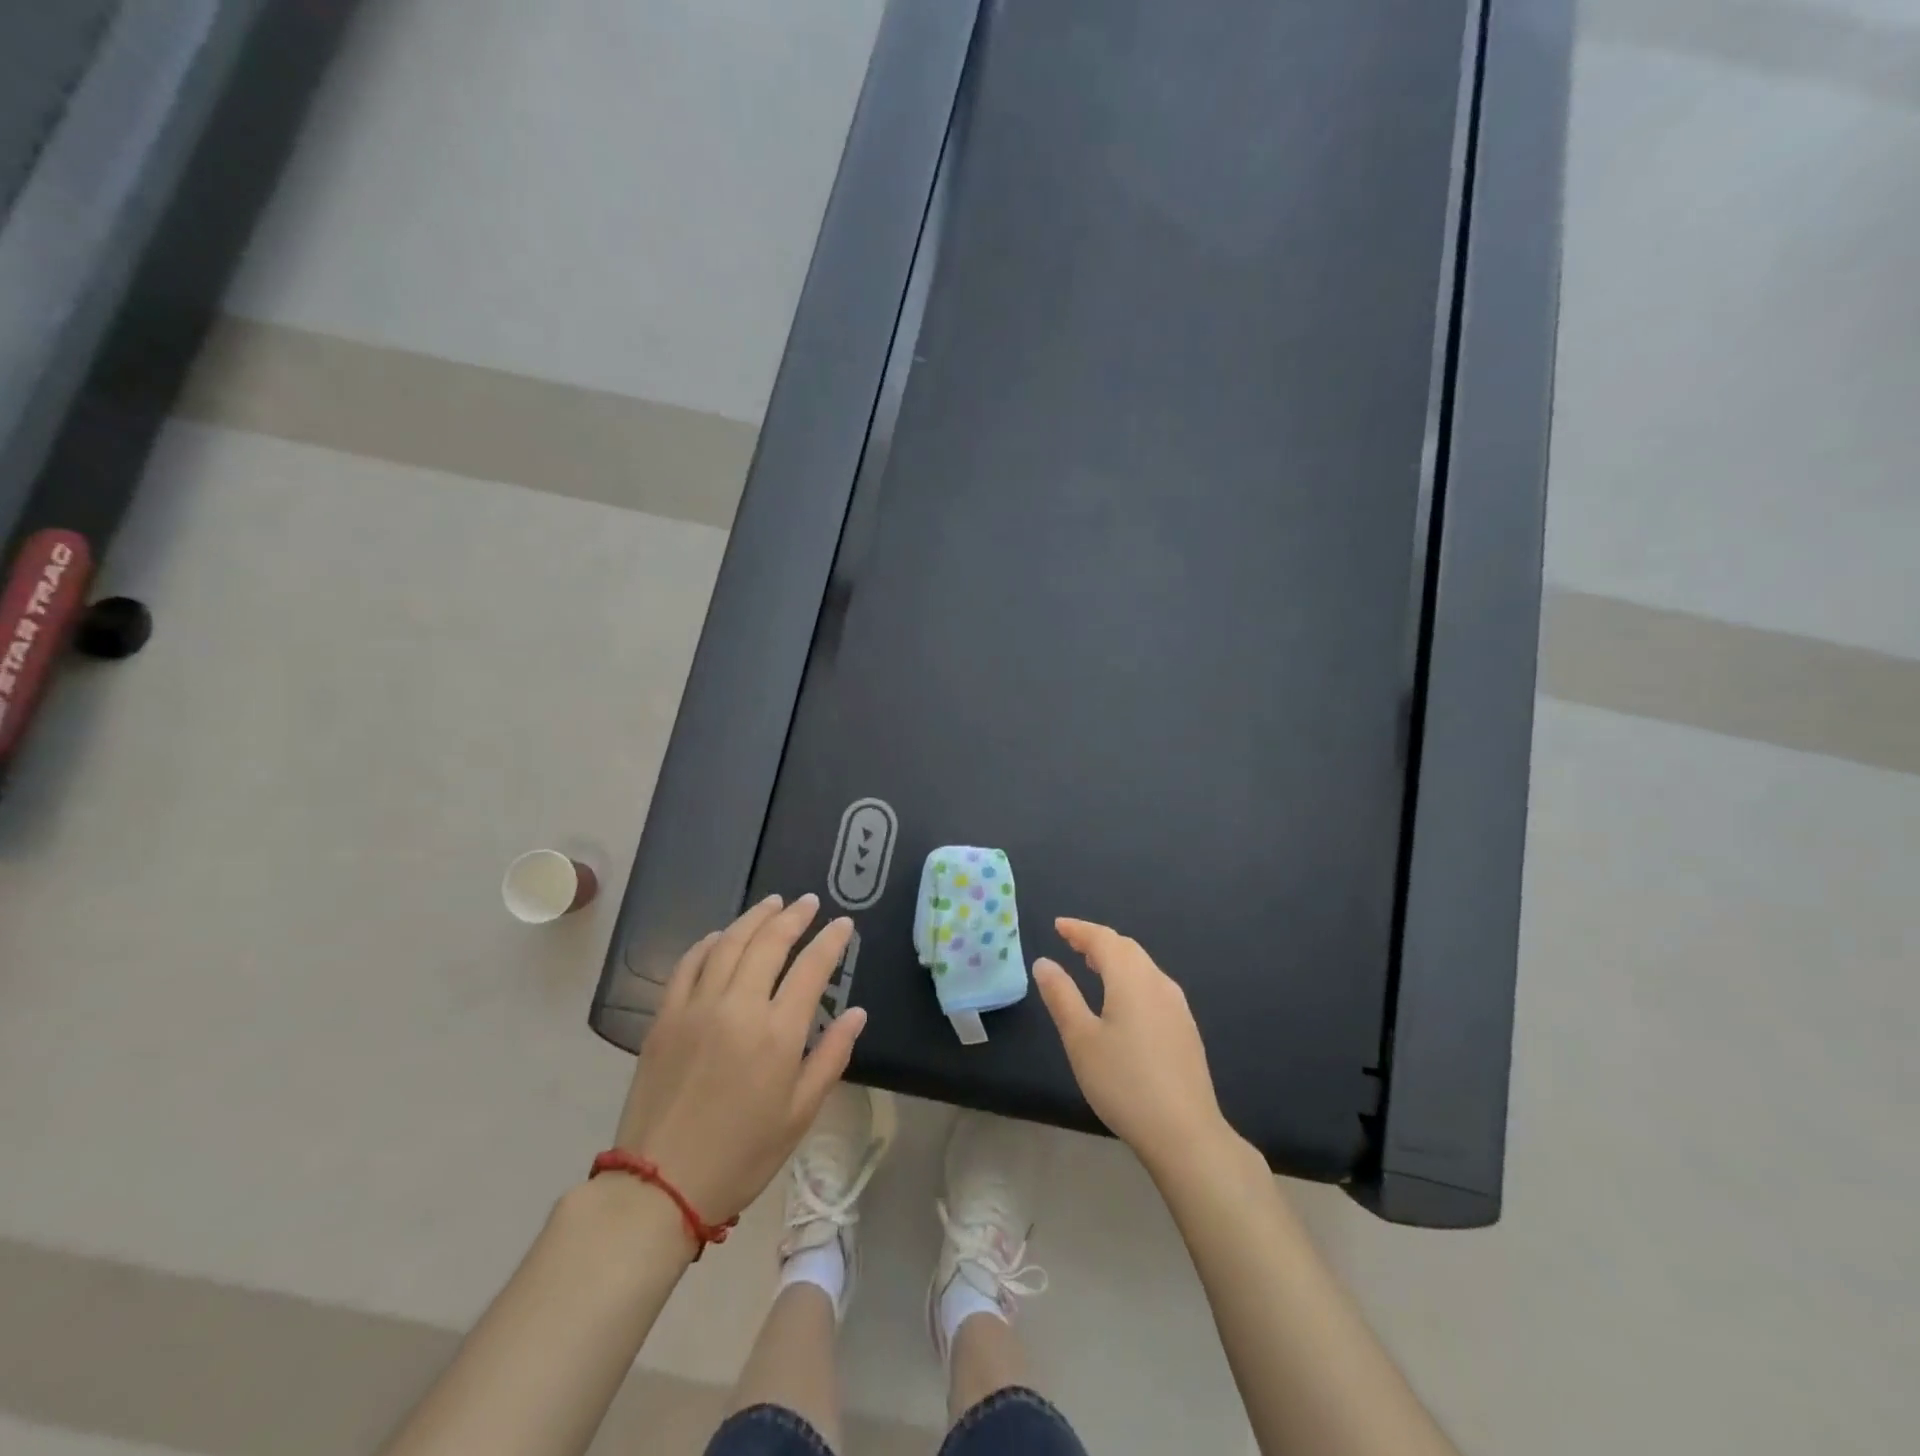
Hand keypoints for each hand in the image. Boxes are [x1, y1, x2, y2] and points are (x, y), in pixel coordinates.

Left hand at [614, 895, 865, 1226]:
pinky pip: (688, 964)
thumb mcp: (800, 1113)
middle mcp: (738, 1007)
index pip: (811, 968)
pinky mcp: (665, 1017)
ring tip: (772, 903)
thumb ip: (832, 1056)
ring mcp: (696, 1007)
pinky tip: (720, 935)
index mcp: (777, 1034)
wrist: (660, 1185)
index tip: (843, 923)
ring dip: (753, 918)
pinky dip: (707, 942)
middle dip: (793, 916)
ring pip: (728, 943)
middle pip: (769, 943)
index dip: (830, 941)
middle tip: (809, 902)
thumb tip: (856, 1013)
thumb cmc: (742, 1155)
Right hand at [1035, 918, 1231, 1177]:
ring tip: (1093, 965)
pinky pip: (1153, 985)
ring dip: (1116, 959)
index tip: (1058, 926)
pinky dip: (1131, 978)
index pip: (1103, 939)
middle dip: (1098, 941)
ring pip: (1143, 966)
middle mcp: (1158, 983)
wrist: (1185, 1133)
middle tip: (1072, 942)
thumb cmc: (1124, 1082)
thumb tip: (1044, 962)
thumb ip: (1061, 996)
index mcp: (1131, 979)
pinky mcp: (1186, 1029)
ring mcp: (1177, 1006)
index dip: (1079, 929)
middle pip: (1126, 948)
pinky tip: (1123, 1000)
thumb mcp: (1081, 1039)